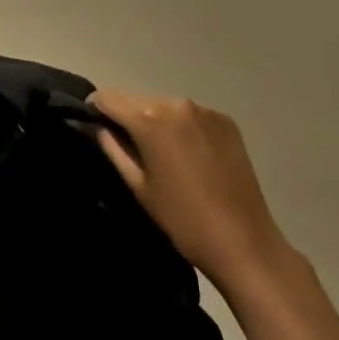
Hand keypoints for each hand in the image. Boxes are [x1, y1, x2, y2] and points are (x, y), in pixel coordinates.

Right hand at [89, 89, 295, 302]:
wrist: (244, 242)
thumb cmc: (182, 219)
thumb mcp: (138, 186)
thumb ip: (113, 148)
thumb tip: (99, 127)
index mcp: (149, 119)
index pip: (108, 97)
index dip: (95, 108)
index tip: (94, 124)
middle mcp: (176, 103)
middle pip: (137, 99)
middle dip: (127, 116)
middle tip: (127, 145)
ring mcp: (204, 110)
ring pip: (164, 105)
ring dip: (155, 120)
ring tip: (161, 152)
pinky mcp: (226, 121)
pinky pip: (190, 115)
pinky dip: (182, 126)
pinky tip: (189, 154)